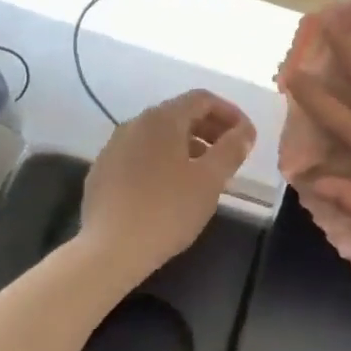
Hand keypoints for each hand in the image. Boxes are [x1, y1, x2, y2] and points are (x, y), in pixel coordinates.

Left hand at [80, 90, 256, 272]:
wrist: (110, 250)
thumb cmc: (168, 210)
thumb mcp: (210, 180)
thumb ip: (231, 149)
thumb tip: (244, 132)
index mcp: (162, 119)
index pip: (202, 99)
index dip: (230, 113)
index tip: (247, 136)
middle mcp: (134, 124)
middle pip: (179, 114)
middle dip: (210, 129)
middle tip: (231, 154)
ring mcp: (113, 147)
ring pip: (159, 136)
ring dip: (188, 146)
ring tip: (206, 174)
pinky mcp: (103, 172)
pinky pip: (141, 155)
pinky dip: (164, 161)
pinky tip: (172, 189)